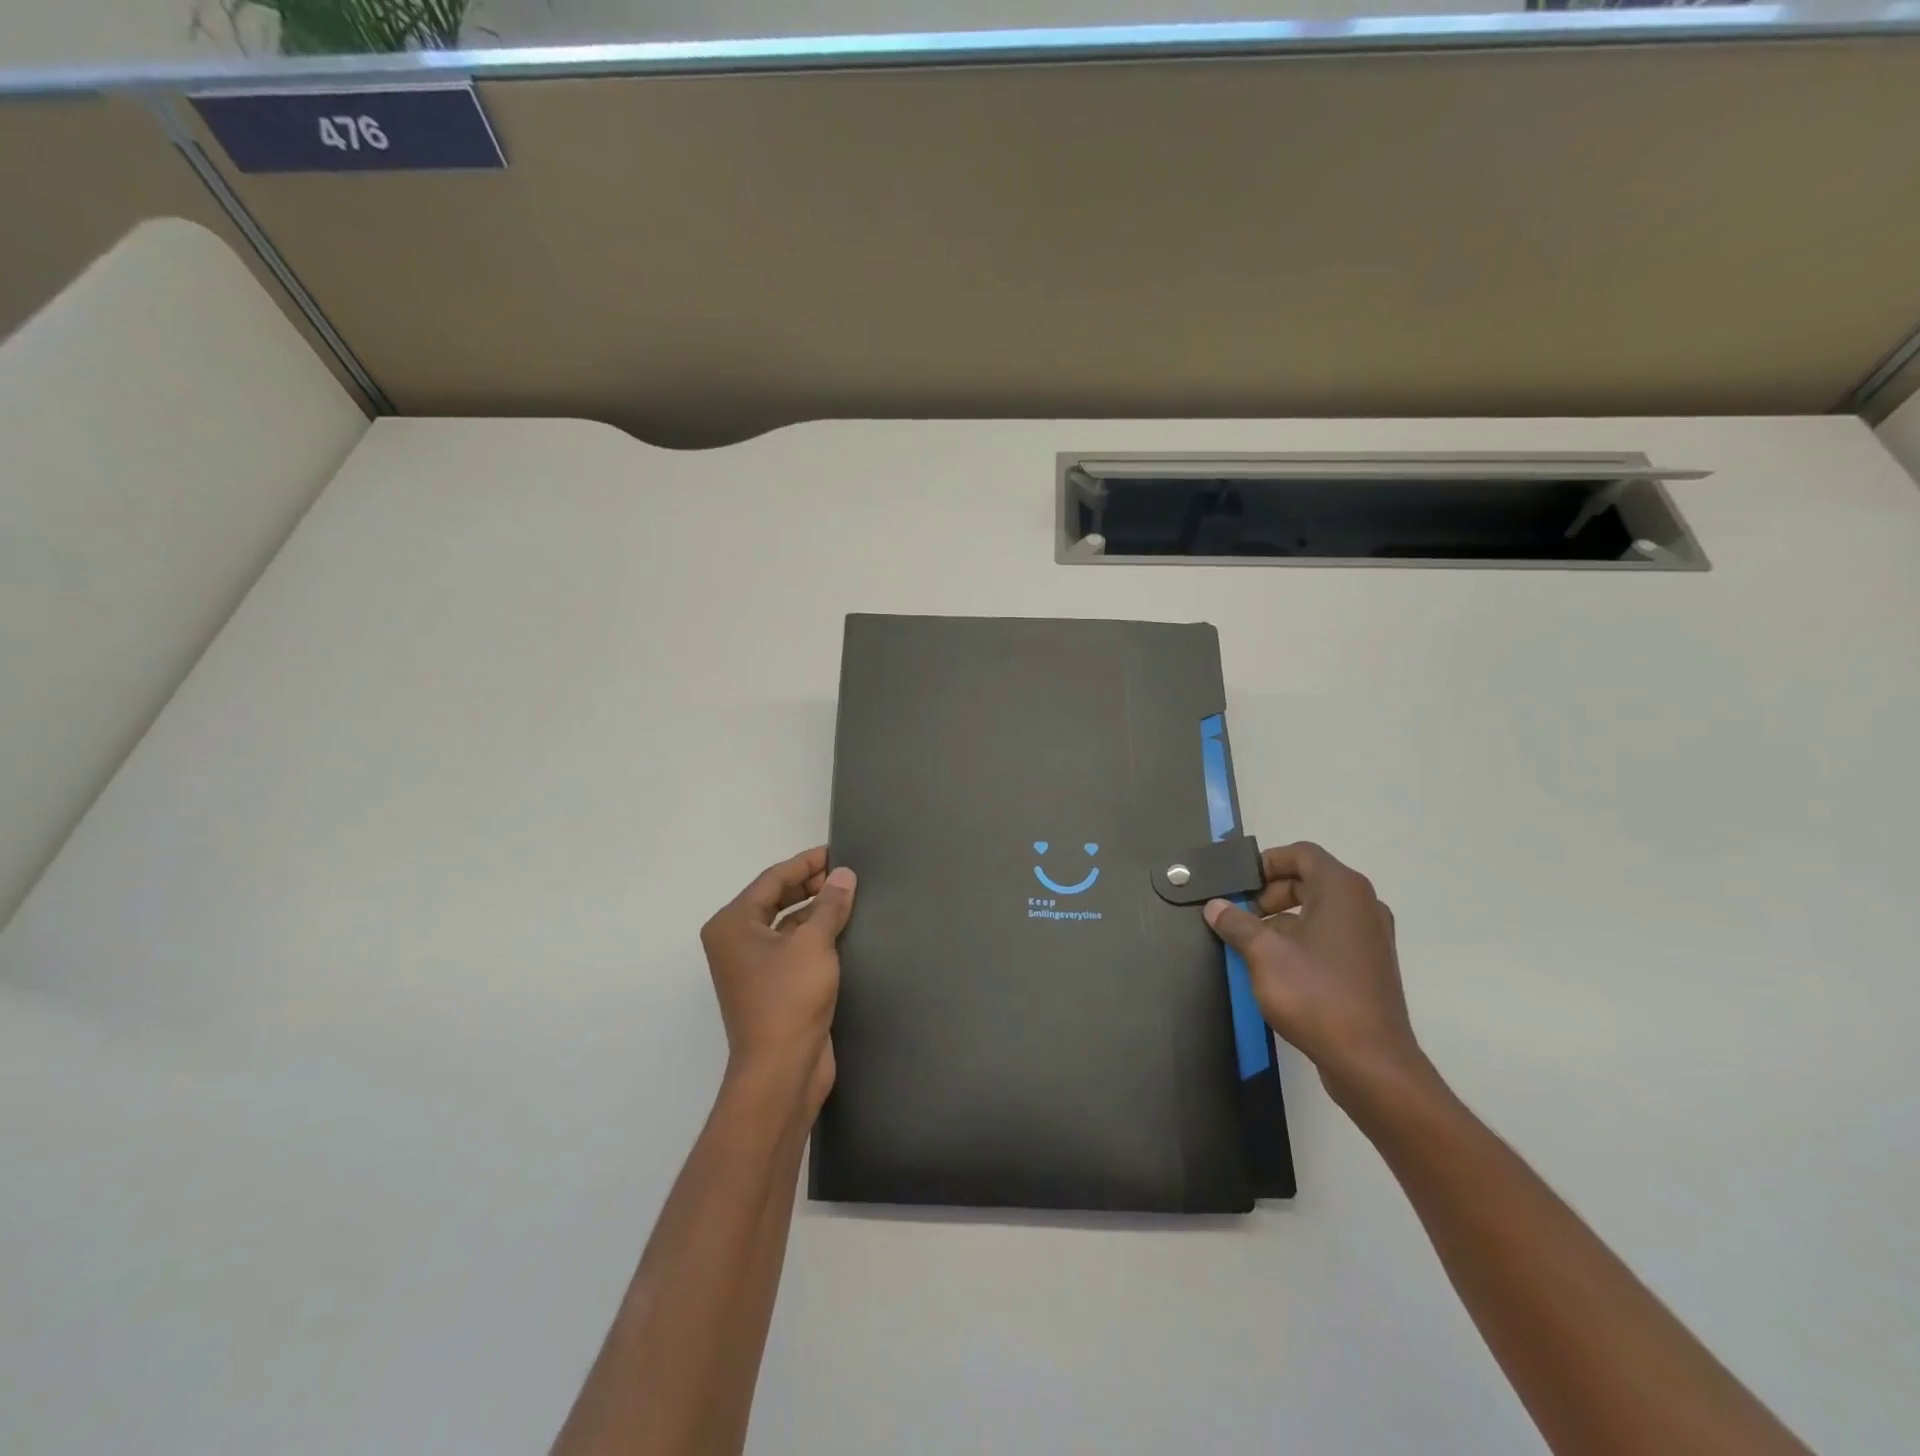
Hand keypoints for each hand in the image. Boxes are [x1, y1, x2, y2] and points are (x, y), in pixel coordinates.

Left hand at [699, 847, 856, 1113]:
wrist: (781, 1071)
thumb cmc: (789, 999)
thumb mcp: (813, 944)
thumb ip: (829, 905)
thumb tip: (843, 874)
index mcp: (733, 924)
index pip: (773, 879)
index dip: (806, 863)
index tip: (837, 851)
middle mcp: (736, 941)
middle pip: (776, 899)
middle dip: (811, 885)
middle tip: (847, 872)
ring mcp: (753, 967)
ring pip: (787, 925)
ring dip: (816, 910)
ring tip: (851, 896)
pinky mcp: (773, 988)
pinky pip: (794, 948)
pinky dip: (816, 936)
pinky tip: (845, 930)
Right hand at [1204, 842, 1427, 1106]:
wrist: (1371, 1062)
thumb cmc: (1316, 995)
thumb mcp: (1263, 954)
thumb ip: (1236, 923)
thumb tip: (1216, 906)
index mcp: (1342, 890)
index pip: (1302, 853)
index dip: (1266, 862)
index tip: (1238, 884)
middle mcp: (1363, 905)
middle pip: (1310, 880)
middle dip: (1270, 893)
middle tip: (1241, 915)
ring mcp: (1371, 937)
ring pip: (1319, 910)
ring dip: (1283, 919)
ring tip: (1252, 945)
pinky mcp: (1371, 965)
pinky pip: (1331, 935)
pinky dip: (1303, 939)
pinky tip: (1278, 968)